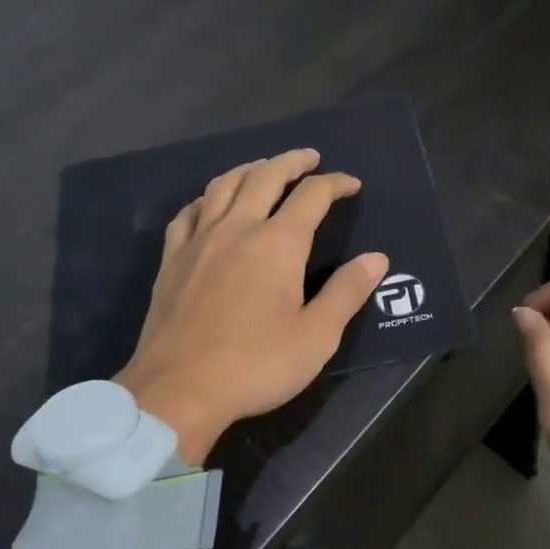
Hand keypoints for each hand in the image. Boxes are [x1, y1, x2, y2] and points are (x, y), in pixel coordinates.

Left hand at [116, 148, 387, 464]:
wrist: (178, 391)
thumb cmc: (256, 366)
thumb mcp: (316, 336)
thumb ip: (347, 292)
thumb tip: (376, 258)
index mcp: (277, 244)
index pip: (311, 196)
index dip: (335, 184)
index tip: (351, 184)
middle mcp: (236, 229)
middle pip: (264, 177)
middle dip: (291, 162)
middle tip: (310, 157)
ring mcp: (198, 242)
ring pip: (223, 186)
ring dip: (249, 169)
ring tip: (263, 168)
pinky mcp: (172, 261)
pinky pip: (188, 213)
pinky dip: (206, 198)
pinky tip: (210, 205)